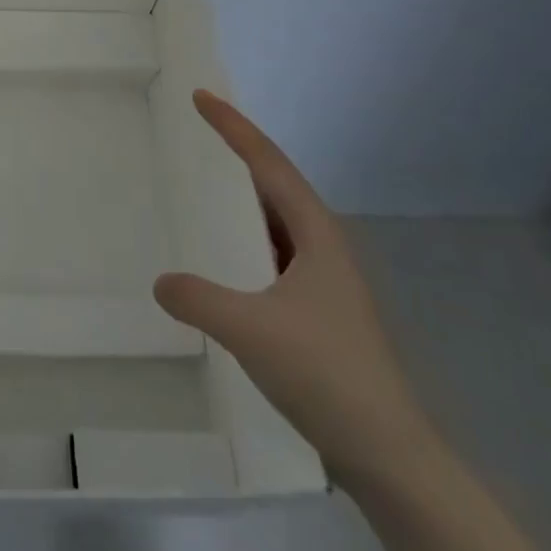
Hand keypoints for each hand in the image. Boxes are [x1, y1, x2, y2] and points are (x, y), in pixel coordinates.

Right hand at [153, 90, 437, 490]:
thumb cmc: (325, 373)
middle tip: (201, 130)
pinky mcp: (319, 311)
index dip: (234, 126)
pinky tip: (227, 261)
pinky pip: (274, 255)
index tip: (201, 96)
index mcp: (316, 234)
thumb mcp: (250, 329)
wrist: (389, 454)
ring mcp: (325, 281)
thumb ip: (198, 298)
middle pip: (277, 183)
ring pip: (278, 222)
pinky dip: (247, 241)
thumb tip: (161, 282)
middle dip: (240, 153)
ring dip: (245, 198)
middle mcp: (324, 247)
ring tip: (207, 187)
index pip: (268, 163)